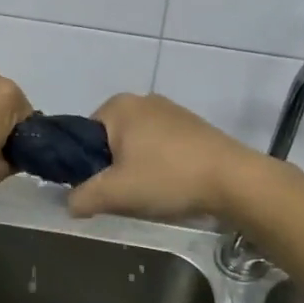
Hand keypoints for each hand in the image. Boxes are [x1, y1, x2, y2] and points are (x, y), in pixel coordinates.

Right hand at [67, 93, 263, 221]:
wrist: (233, 179)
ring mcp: (170, 111)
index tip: (100, 190)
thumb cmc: (167, 177)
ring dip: (137, 170)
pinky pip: (161, 147)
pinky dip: (160, 166)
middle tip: (124, 196)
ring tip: (151, 195)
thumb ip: (82, 197)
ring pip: (137, 146)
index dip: (86, 166)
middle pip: (110, 141)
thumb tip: (70, 203)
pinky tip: (171, 186)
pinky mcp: (192, 126)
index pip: (83, 136)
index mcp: (118, 105)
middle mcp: (142, 100)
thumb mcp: (115, 193)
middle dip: (113, 169)